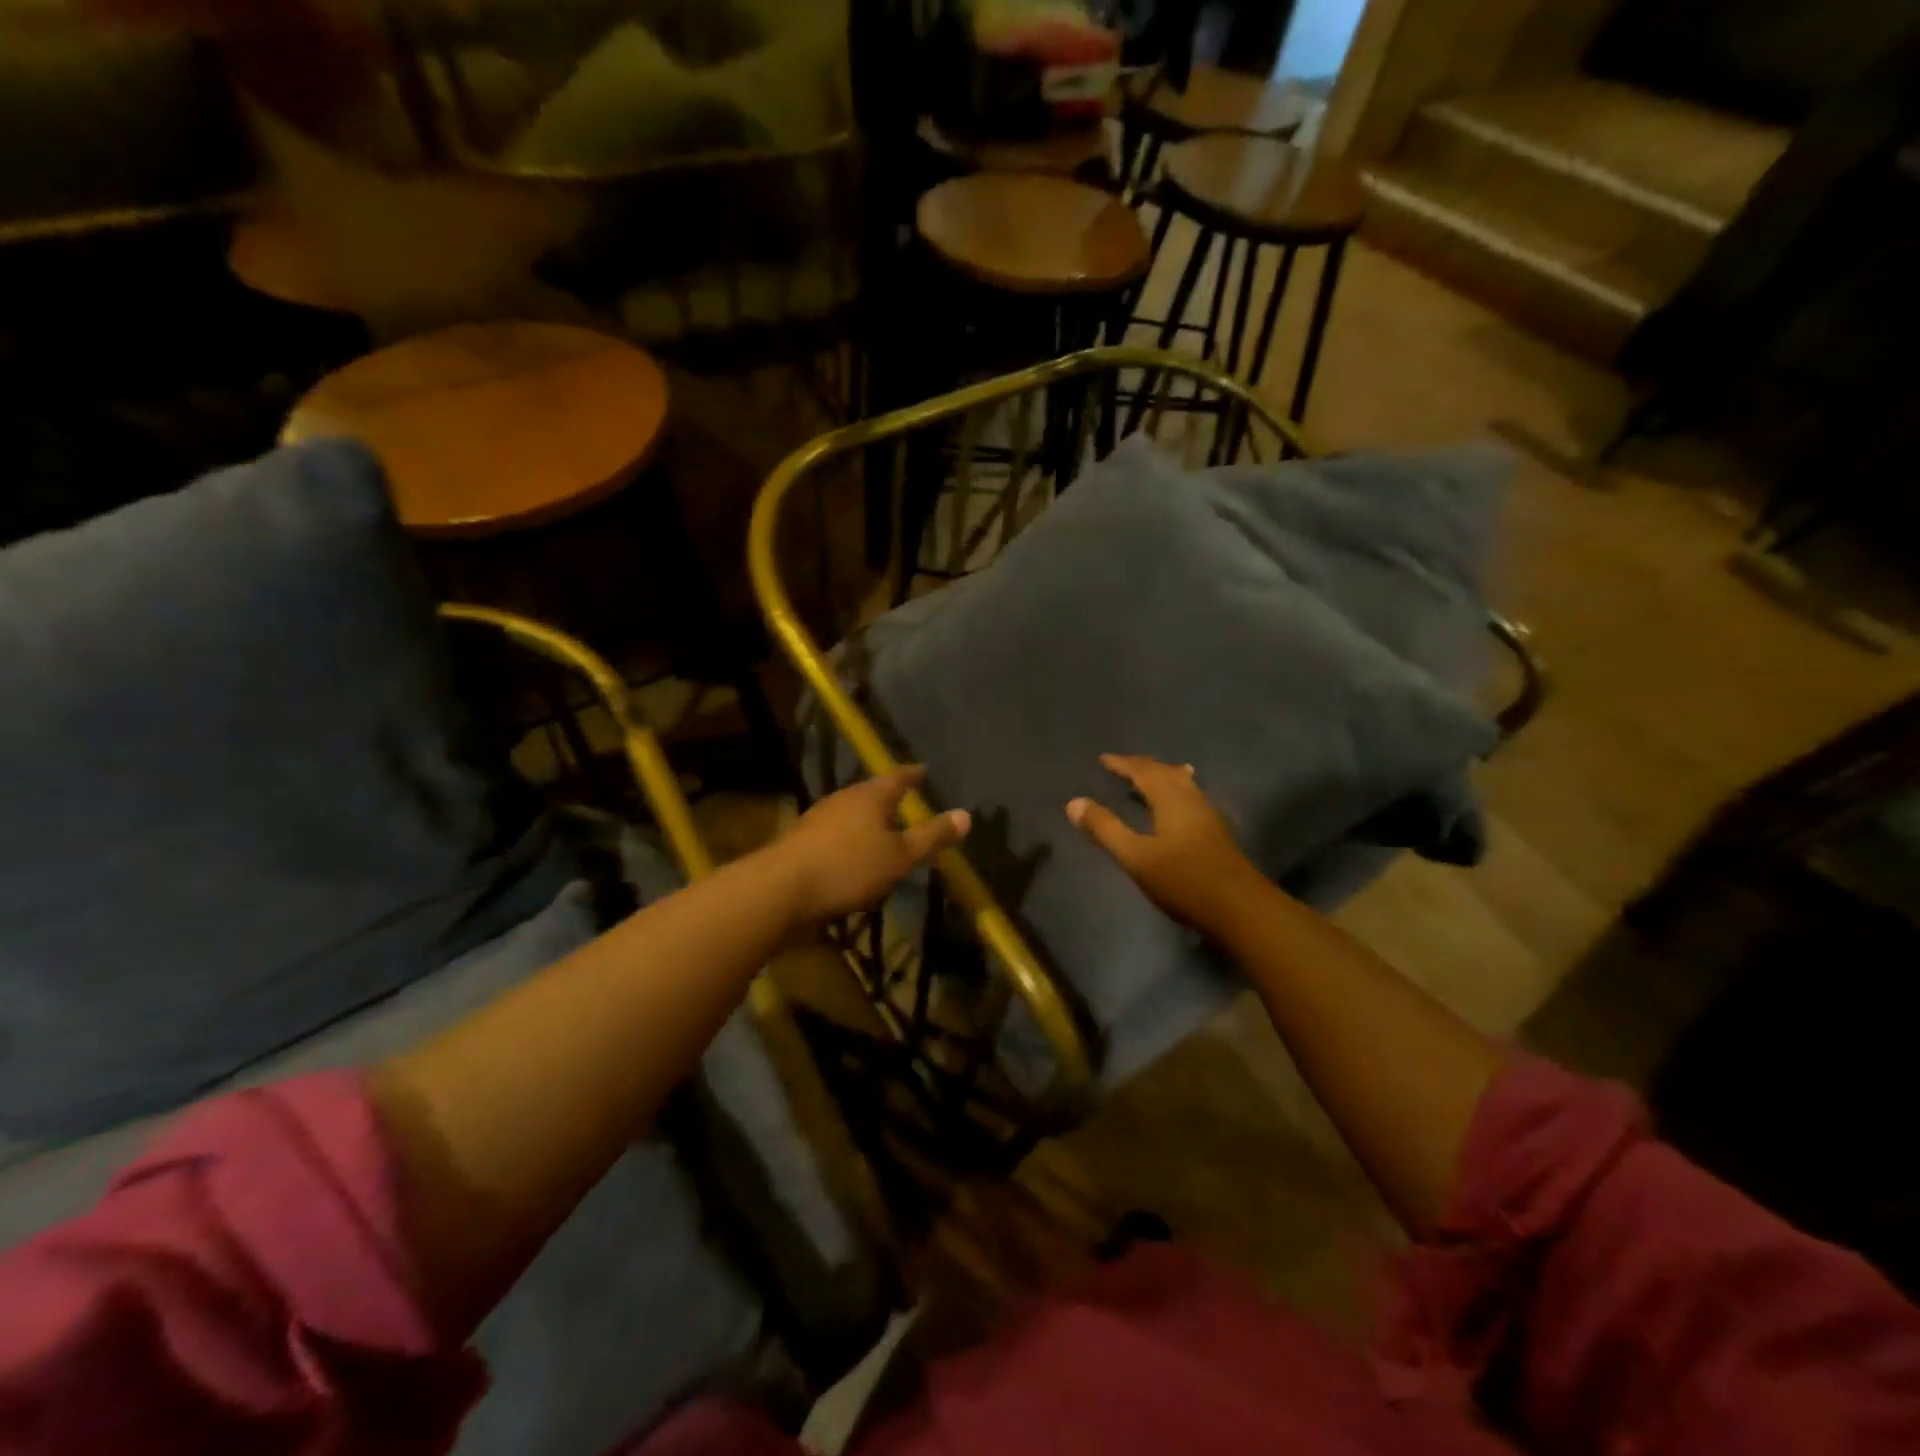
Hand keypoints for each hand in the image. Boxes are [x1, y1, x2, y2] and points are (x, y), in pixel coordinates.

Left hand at [773, 767, 970, 925]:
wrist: (781, 889)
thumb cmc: (849, 867)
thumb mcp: (900, 856)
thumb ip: (932, 836)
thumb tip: (966, 814)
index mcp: (870, 796)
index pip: (898, 777)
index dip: (913, 774)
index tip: (924, 769)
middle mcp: (843, 799)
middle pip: (871, 793)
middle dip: (889, 797)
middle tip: (907, 800)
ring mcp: (818, 819)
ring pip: (851, 813)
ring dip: (868, 820)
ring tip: (883, 829)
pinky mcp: (802, 842)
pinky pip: (836, 834)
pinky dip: (850, 839)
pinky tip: (853, 856)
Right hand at [1067, 755, 1262, 928]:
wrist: (1239, 908)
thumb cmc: (1183, 880)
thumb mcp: (1136, 856)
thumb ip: (1105, 829)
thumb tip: (1074, 802)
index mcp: (1171, 799)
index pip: (1143, 771)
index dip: (1123, 764)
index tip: (1104, 759)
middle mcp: (1191, 799)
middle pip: (1165, 772)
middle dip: (1142, 766)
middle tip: (1121, 765)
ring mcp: (1207, 814)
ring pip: (1182, 783)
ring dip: (1161, 775)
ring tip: (1149, 776)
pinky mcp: (1215, 831)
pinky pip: (1189, 795)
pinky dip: (1174, 789)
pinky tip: (1176, 804)